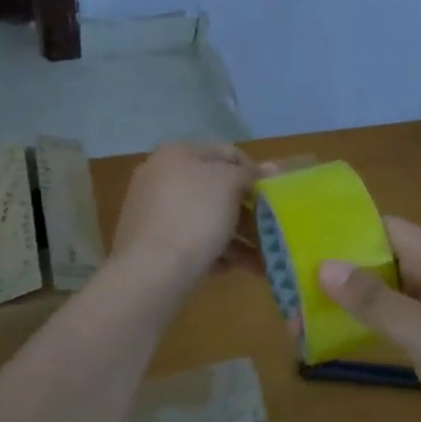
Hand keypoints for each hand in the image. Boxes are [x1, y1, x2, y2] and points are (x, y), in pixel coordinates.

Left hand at [111, 141, 259, 284]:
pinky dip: (211, 251)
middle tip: (268, 228)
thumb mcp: (229, 184)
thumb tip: (270, 167)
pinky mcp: (149, 242)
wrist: (151, 270)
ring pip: (204, 217)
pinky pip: (189, 240)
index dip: (253, 170)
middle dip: (245, 209)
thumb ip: (249, 173)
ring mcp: (152, 210)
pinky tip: (228, 269)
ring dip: (235, 236)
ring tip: (260, 259)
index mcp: (176, 153)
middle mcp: (160, 176)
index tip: (271, 194)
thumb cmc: (195, 215)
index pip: (226, 152)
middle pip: (214, 188)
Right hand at [318, 217, 420, 421]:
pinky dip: (365, 323)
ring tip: (298, 315)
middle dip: (338, 271)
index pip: (386, 227)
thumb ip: (373, 300)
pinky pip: (395, 318)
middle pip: (381, 258)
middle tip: (288, 289)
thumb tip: (323, 265)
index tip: (299, 245)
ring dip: (347, 300)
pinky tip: (332, 336)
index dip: (344, 232)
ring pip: (385, 291)